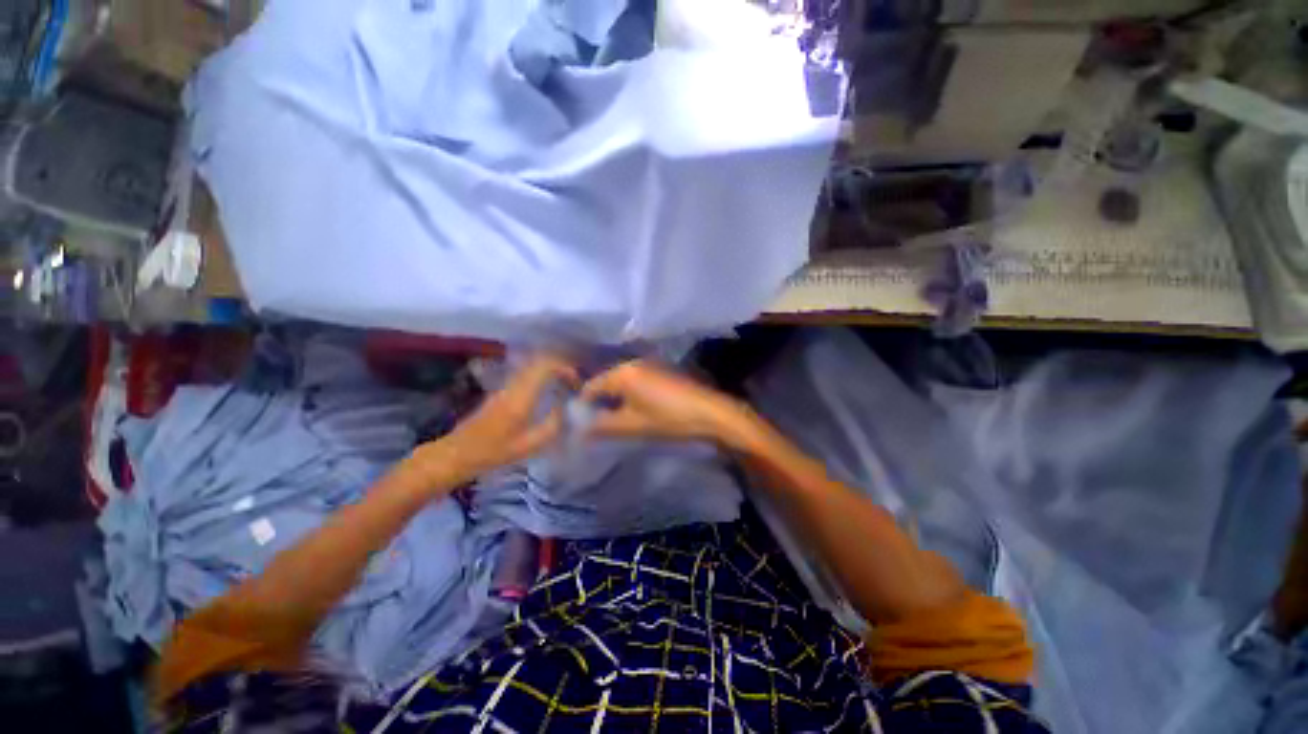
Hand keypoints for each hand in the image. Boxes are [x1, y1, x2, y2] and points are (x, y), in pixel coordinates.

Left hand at [407, 355, 578, 490]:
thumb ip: (553, 426)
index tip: (577, 382)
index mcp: (521, 397)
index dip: (565, 368)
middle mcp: (513, 385)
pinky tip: (548, 392)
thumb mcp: (528, 446)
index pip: (545, 365)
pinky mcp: (500, 392)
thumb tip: (568, 410)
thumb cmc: (492, 453)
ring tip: (566, 385)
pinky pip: (526, 374)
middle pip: (539, 360)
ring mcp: (504, 387)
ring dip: (551, 370)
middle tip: (575, 382)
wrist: (455, 455)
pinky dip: (541, 376)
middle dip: (561, 365)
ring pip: (532, 365)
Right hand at [579, 360, 750, 444]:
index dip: (583, 406)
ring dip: (616, 398)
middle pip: (606, 382)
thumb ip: (603, 426)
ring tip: (616, 419)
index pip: (591, 387)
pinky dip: (630, 394)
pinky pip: (636, 380)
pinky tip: (635, 409)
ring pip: (621, 381)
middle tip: (597, 423)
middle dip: (600, 402)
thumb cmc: (669, 418)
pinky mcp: (661, 370)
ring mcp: (649, 364)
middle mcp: (632, 363)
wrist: (710, 413)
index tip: (581, 424)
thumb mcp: (632, 425)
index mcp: (622, 373)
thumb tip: (581, 429)